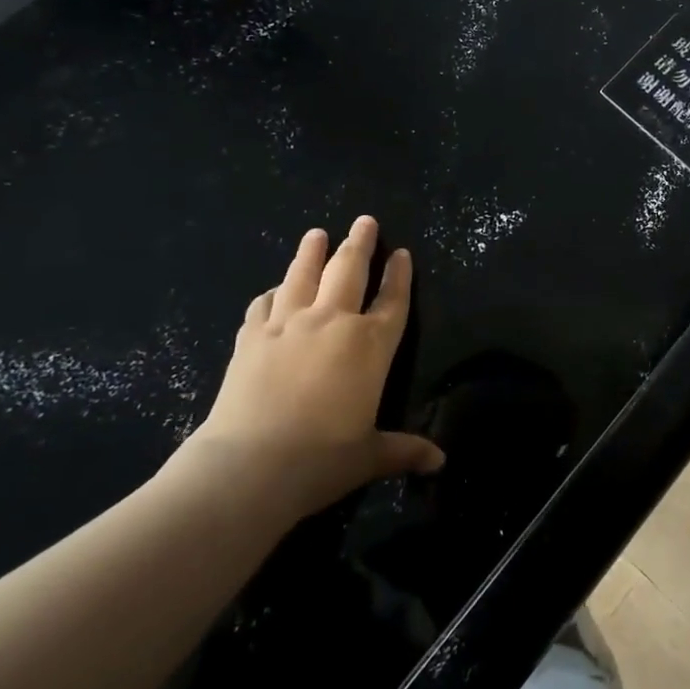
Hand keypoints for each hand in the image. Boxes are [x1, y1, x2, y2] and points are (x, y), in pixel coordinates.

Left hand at [175, 216, 443, 525]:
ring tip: (316, 233)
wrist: (249, 467)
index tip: (402, 253)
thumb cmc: (321, 460)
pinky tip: (275, 290)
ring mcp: (288, 325)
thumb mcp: (369, 456)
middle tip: (364, 221)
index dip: (399, 276)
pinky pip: (264, 304)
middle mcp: (333, 322)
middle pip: (349, 271)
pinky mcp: (251, 337)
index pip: (392, 300)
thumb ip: (404, 451)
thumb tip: (440, 462)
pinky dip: (273, 293)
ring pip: (303, 275)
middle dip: (359, 243)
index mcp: (370, 345)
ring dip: (312, 252)